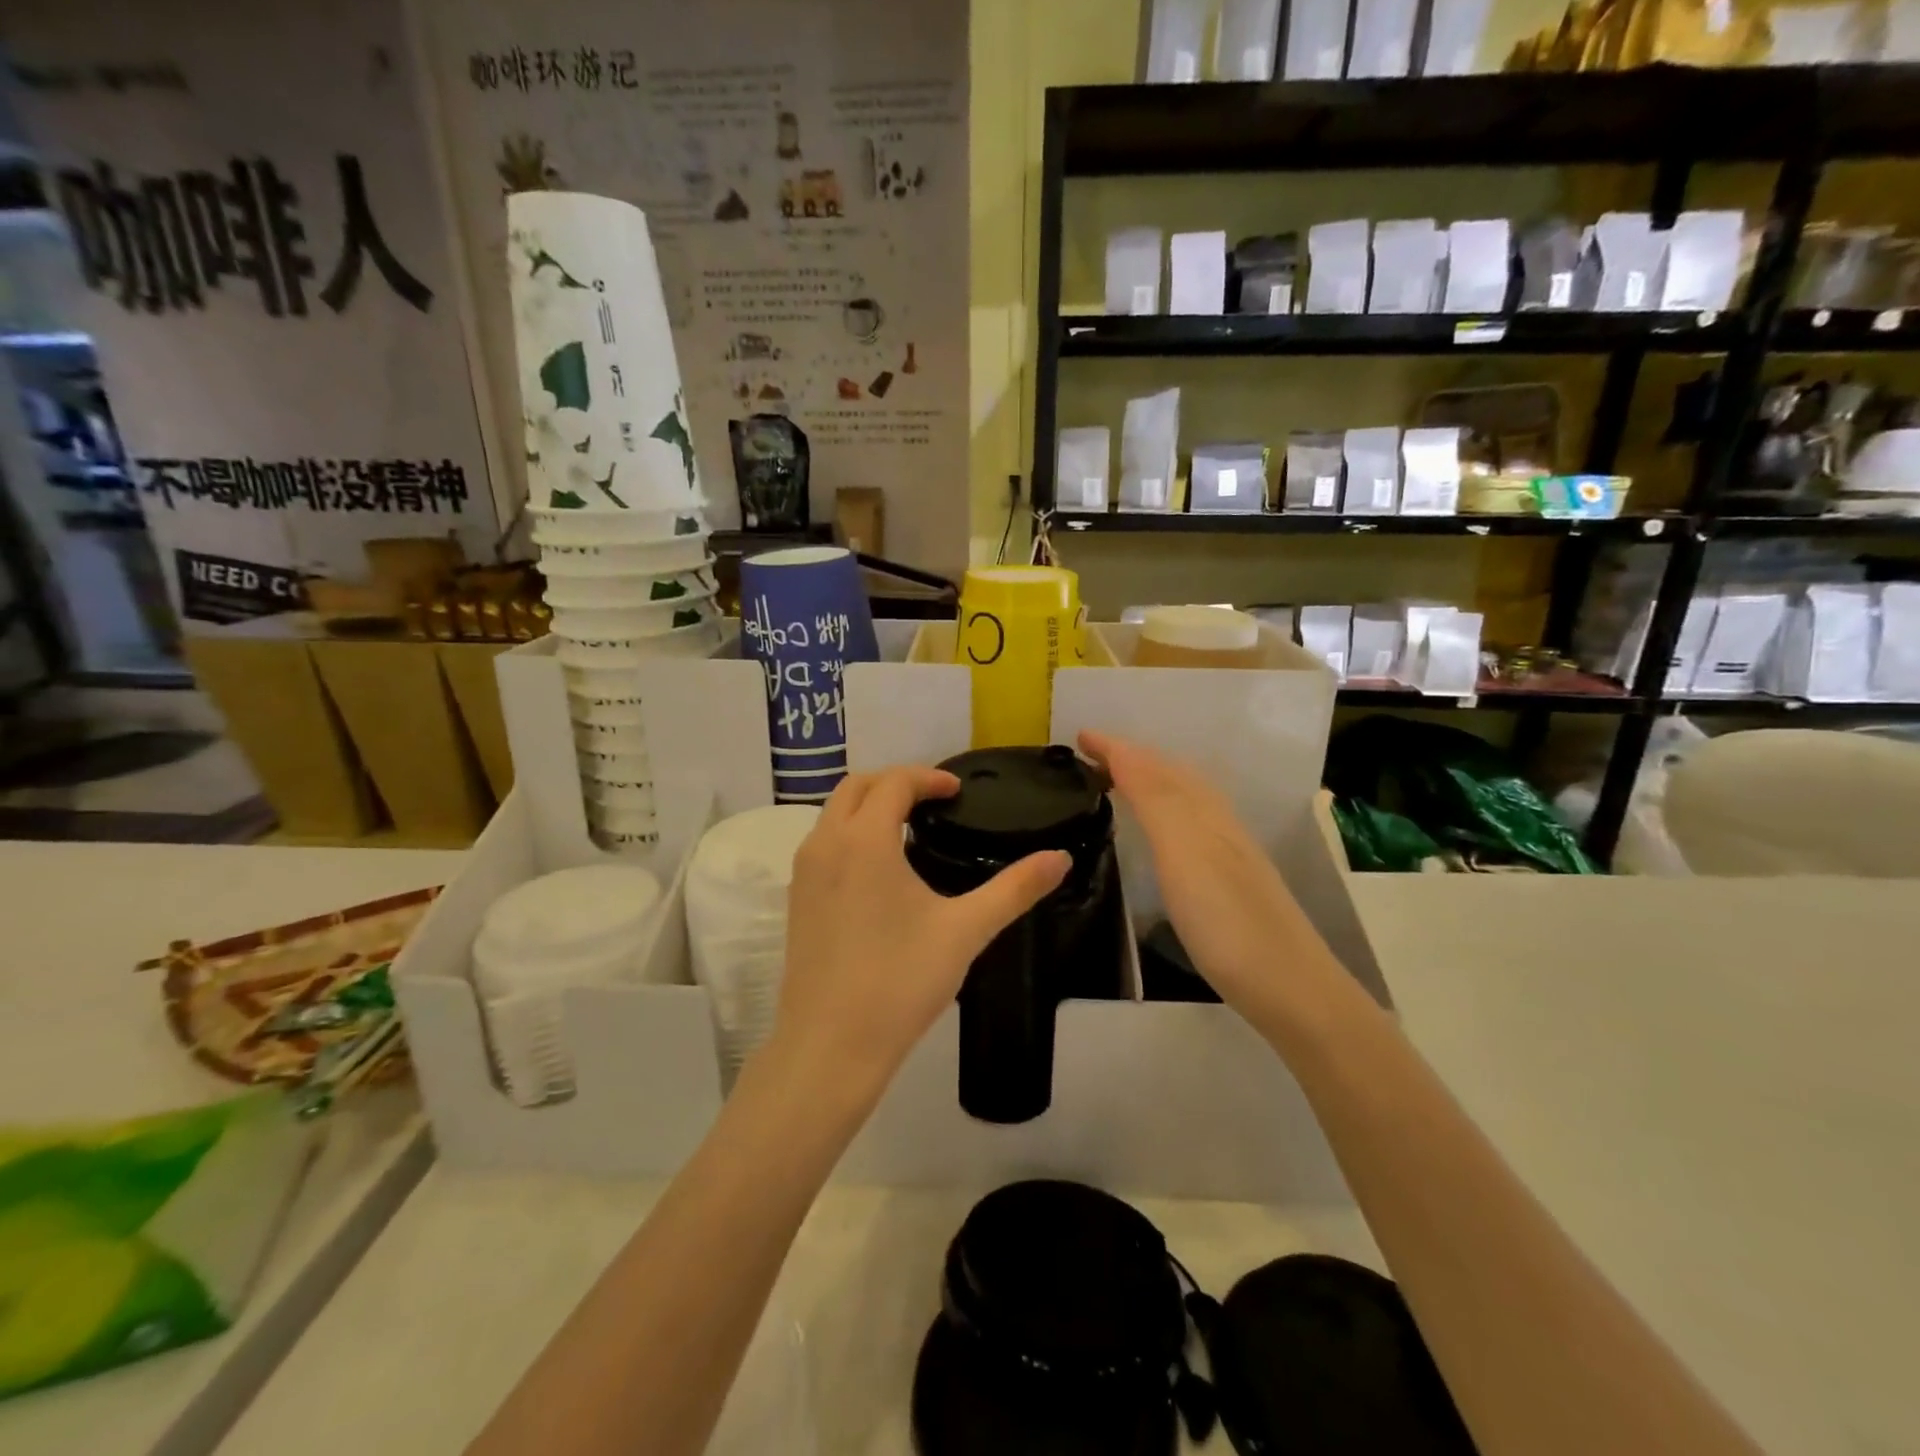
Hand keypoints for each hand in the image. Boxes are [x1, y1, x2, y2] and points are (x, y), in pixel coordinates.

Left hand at [767, 766, 1069, 1109]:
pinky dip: (850, 833)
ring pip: (833, 814)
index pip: (894, 782)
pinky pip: (822, 843)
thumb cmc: (900, 982)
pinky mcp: (796, 900)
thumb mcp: (965, 931)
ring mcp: (803, 872)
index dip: (928, 777)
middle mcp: (824, 844)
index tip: (957, 791)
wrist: (830, 1046)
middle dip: (895, 782)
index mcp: (864, 840)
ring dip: (869, 806)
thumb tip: (1060, 857)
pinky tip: (879, 869)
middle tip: (934, 800)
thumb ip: (1014, 889)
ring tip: (909, 828)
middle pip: (856, 787)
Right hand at [1078, 731, 1339, 1021]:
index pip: (1152, 765)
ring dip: (1149, 780)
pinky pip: (1188, 823)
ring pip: (1183, 798)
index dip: (1116, 748)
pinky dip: (1164, 810)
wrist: (1290, 986)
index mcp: (1201, 811)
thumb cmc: (1226, 920)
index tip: (1079, 736)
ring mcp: (1227, 851)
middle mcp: (1216, 822)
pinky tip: (1160, 833)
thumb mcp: (1184, 853)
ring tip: (1117, 782)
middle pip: (1172, 775)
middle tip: (1092, 755)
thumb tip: (1125, 751)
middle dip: (1132, 757)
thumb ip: (1156, 800)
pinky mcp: (1229, 880)